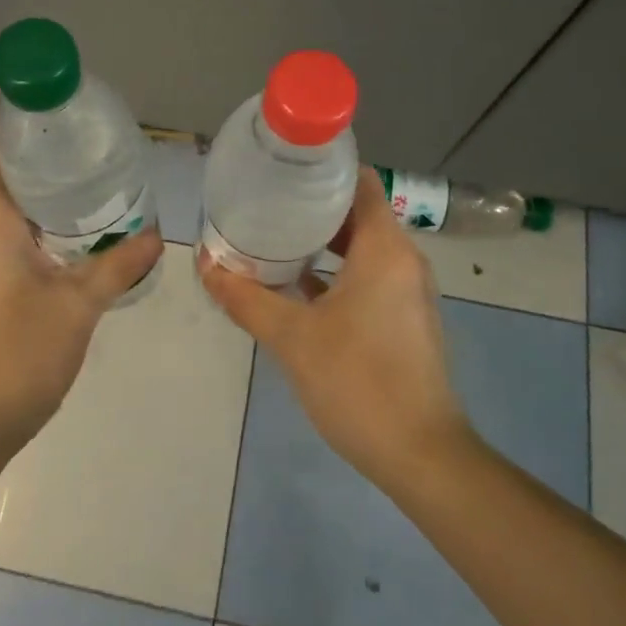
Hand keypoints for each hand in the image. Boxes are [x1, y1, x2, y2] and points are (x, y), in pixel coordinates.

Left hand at [0, 124, 163, 454]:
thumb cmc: (17, 357)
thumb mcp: (78, 308)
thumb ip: (117, 266)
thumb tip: (156, 235)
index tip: (43, 124)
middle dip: (33, 163)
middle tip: (83, 158)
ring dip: (34, 202)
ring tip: (84, 198)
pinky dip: (28, 233)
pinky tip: (66, 249)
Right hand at [199, 166, 469, 488]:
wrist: (420, 455)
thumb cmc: (358, 382)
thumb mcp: (291, 337)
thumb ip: (245, 297)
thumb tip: (205, 264)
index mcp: (384, 249)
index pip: (359, 183)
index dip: (322, 170)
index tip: (282, 170)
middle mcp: (403, 260)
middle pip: (357, 213)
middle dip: (311, 208)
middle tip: (264, 204)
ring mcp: (407, 291)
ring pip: (361, 247)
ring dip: (321, 242)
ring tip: (272, 239)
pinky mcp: (404, 318)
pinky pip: (368, 276)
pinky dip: (335, 272)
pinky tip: (295, 286)